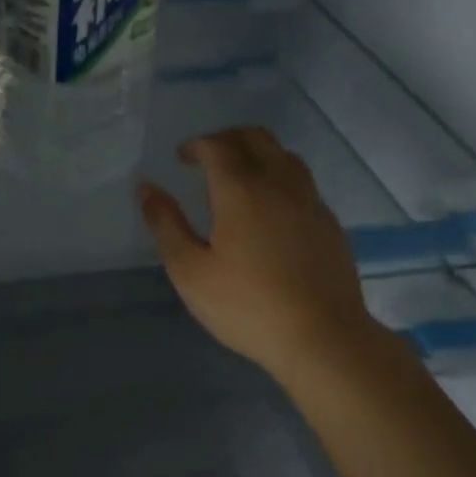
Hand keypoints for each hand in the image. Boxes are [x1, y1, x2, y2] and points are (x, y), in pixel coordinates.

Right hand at [138, 128, 379, 382]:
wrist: (324, 339)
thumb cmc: (248, 306)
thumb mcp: (190, 271)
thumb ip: (166, 224)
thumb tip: (146, 188)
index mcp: (241, 190)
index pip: (217, 145)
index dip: (196, 144)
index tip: (182, 158)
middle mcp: (278, 184)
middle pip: (255, 137)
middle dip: (227, 138)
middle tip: (207, 158)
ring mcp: (310, 201)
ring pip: (284, 155)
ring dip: (257, 153)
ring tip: (239, 176)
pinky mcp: (329, 222)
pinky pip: (302, 181)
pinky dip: (279, 177)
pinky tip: (270, 208)